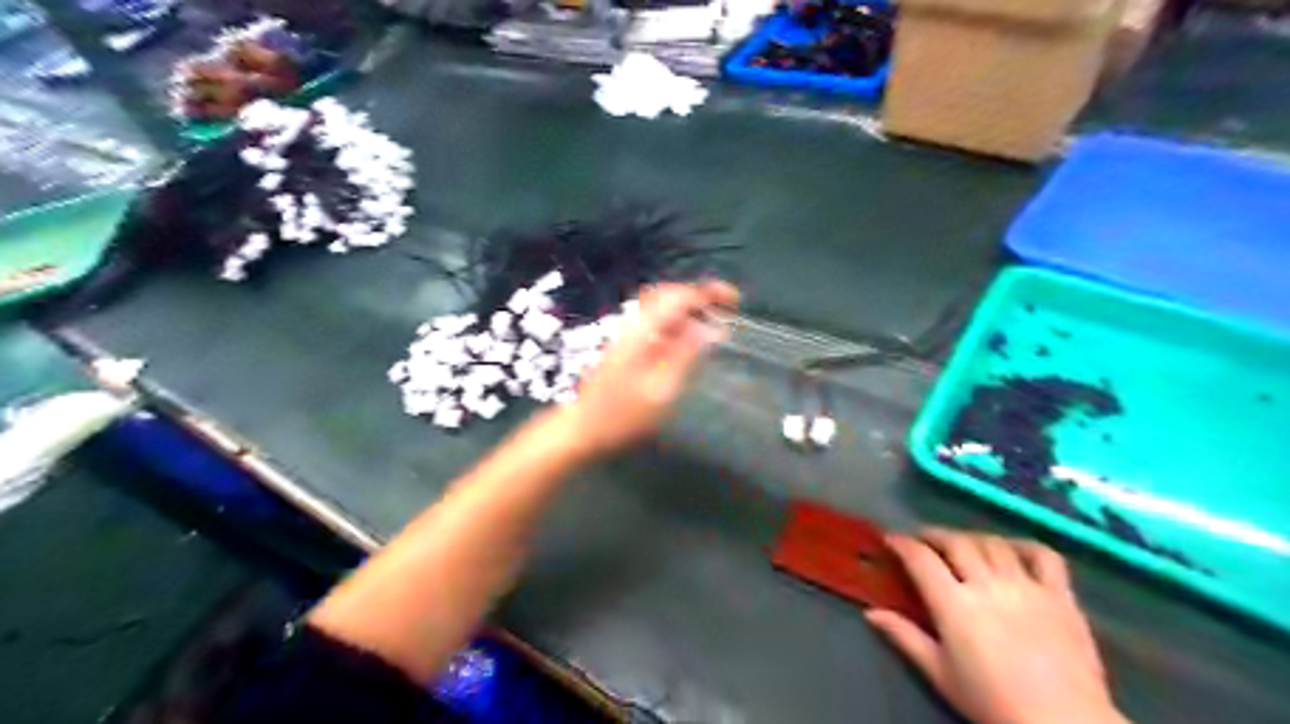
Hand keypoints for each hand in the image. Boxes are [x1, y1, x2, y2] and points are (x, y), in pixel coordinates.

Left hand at [562, 276, 741, 457]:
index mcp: (642, 331)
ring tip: (713, 322)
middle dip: (699, 295)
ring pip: (660, 306)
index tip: (734, 301)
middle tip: (726, 310)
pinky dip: (676, 320)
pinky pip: (655, 320)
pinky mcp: (625, 344)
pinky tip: (688, 338)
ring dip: (688, 307)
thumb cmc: (622, 415)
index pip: (678, 296)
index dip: (708, 292)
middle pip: (668, 294)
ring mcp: (626, 333)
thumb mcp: (661, 390)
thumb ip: (685, 355)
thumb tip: (711, 328)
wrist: (581, 428)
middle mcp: (633, 324)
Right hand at [866, 525, 1130, 723]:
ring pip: (994, 543)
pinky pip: (1044, 556)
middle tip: (923, 541)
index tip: (890, 539)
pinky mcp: (1061, 596)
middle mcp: (988, 585)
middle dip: (934, 535)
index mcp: (955, 604)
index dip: (902, 543)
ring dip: (972, 538)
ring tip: (962, 545)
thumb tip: (871, 613)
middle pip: (956, 542)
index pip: (921, 558)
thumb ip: (905, 637)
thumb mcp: (940, 674)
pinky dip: (1024, 546)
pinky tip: (1012, 551)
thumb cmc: (992, 703)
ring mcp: (1027, 587)